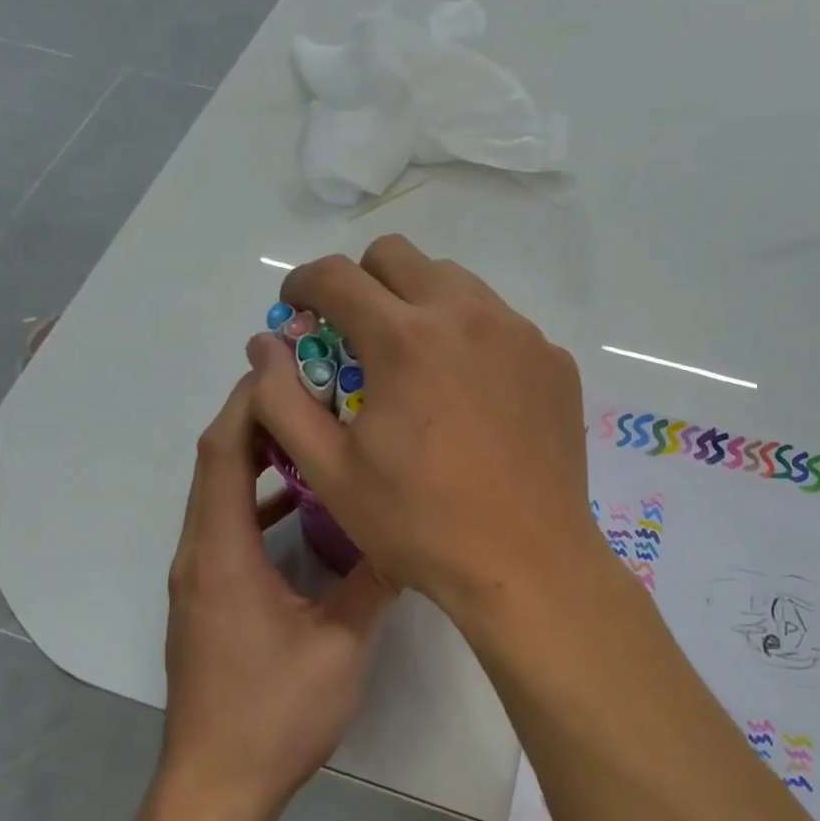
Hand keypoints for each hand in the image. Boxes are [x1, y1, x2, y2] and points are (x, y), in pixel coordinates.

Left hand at [160, 374, 395, 820]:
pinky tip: (304, 507)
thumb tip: (410, 534)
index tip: (289, 366)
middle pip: (216, 463)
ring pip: (221, 496)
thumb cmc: (274, 713)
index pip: (223, 453)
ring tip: (313, 431)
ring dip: (258, 458)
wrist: (217, 787)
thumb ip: (373, 582)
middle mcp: (199, 554)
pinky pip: (229, 529)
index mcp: (221, 553)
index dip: (250, 402)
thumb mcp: (340, 644)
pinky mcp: (209, 600)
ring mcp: (200, 579)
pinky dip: (260, 502)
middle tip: (310, 386)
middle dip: (257, 417)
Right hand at [246, 235, 606, 624]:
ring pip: (456, 283)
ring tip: (416, 364)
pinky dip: (473, 339)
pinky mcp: (555, 362)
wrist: (527, 563)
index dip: (302, 284)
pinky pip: (503, 324)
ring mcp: (521, 335)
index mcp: (405, 339)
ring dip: (420, 304)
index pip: (335, 276)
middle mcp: (467, 316)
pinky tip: (472, 396)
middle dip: (362, 283)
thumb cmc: (421, 524)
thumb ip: (284, 399)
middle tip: (356, 335)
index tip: (297, 309)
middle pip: (398, 257)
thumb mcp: (331, 472)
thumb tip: (265, 346)